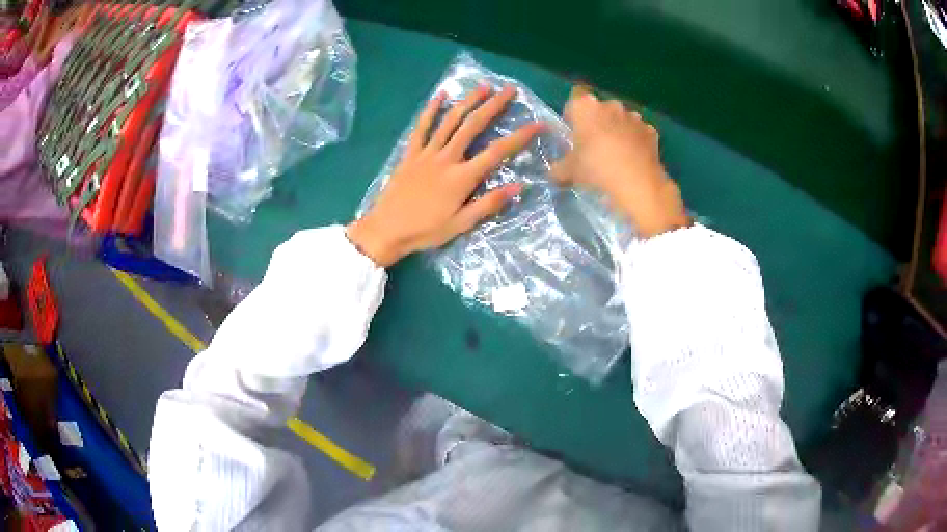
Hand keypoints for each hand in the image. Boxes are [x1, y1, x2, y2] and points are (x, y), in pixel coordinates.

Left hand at [348, 85, 543, 266]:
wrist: (386, 229)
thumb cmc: (426, 231)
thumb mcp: (461, 224)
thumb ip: (489, 204)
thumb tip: (519, 186)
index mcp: (462, 177)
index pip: (498, 152)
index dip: (520, 136)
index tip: (538, 123)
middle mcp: (447, 158)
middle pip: (474, 125)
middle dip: (494, 105)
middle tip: (510, 90)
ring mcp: (427, 152)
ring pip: (450, 120)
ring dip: (468, 100)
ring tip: (484, 86)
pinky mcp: (410, 153)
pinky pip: (421, 127)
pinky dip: (430, 109)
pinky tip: (440, 94)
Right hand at [552, 86, 689, 237]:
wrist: (637, 183)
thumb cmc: (596, 168)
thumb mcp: (569, 172)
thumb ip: (559, 169)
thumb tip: (554, 173)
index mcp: (586, 107)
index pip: (575, 98)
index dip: (574, 112)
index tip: (574, 129)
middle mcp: (610, 105)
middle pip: (600, 108)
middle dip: (597, 121)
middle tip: (594, 144)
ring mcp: (633, 117)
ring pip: (621, 119)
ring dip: (618, 130)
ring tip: (617, 153)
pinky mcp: (651, 131)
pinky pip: (639, 132)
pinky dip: (636, 141)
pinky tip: (634, 159)